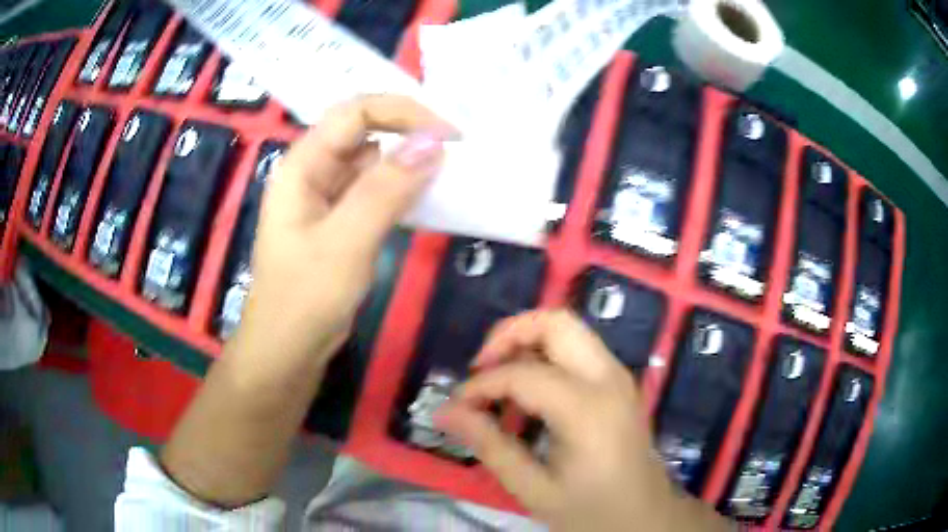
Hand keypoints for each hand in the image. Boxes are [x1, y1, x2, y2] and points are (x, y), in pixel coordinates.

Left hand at [235, 95, 455, 365]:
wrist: (287, 350)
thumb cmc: (304, 299)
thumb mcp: (345, 242)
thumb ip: (386, 189)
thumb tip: (434, 142)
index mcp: (303, 165)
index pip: (355, 112)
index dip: (403, 112)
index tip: (449, 134)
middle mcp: (313, 171)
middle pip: (364, 130)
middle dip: (409, 132)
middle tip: (457, 150)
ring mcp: (327, 196)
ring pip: (373, 161)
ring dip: (409, 161)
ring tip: (450, 171)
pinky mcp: (341, 220)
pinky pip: (375, 191)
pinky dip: (402, 190)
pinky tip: (427, 198)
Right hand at [435, 310, 730, 531]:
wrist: (646, 517)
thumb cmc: (592, 510)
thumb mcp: (534, 489)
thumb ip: (489, 446)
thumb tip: (444, 412)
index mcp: (588, 409)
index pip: (522, 374)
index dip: (479, 386)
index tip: (456, 407)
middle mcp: (608, 378)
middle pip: (556, 322)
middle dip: (509, 334)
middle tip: (480, 369)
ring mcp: (619, 376)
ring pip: (569, 329)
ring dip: (527, 343)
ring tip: (500, 383)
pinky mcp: (619, 383)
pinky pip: (578, 349)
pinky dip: (545, 356)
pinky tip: (529, 396)